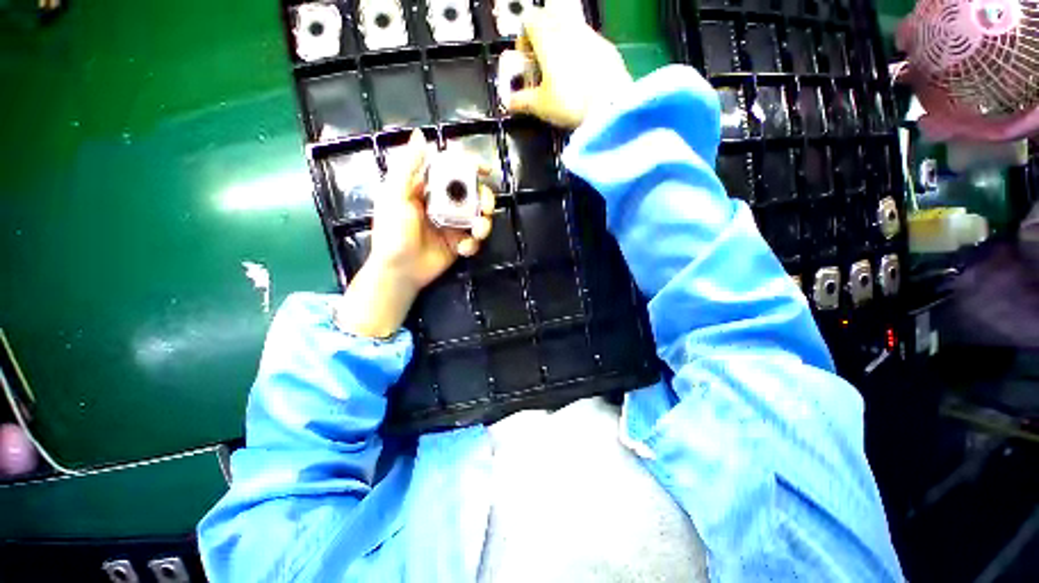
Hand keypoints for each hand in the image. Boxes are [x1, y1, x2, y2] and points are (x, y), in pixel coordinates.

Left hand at [338, 130, 495, 337]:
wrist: (399, 271)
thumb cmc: (392, 233)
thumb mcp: (394, 197)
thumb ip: (407, 167)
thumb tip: (421, 136)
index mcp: (428, 189)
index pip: (452, 170)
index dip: (470, 166)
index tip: (484, 170)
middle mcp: (444, 204)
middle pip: (473, 193)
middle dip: (485, 198)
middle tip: (487, 207)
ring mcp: (453, 224)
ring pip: (479, 216)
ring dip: (484, 223)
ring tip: (478, 232)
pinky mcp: (459, 243)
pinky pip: (474, 239)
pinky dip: (473, 243)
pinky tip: (463, 249)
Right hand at [507, 0, 632, 127]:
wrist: (609, 107)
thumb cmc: (569, 102)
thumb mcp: (540, 105)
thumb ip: (521, 101)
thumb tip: (510, 103)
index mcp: (547, 36)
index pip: (528, 20)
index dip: (523, 39)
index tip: (526, 61)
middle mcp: (568, 27)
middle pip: (549, 18)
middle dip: (542, 36)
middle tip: (542, 63)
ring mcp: (590, 35)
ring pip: (570, 27)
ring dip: (562, 42)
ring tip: (562, 73)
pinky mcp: (607, 47)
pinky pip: (588, 41)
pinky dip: (580, 52)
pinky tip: (582, 77)